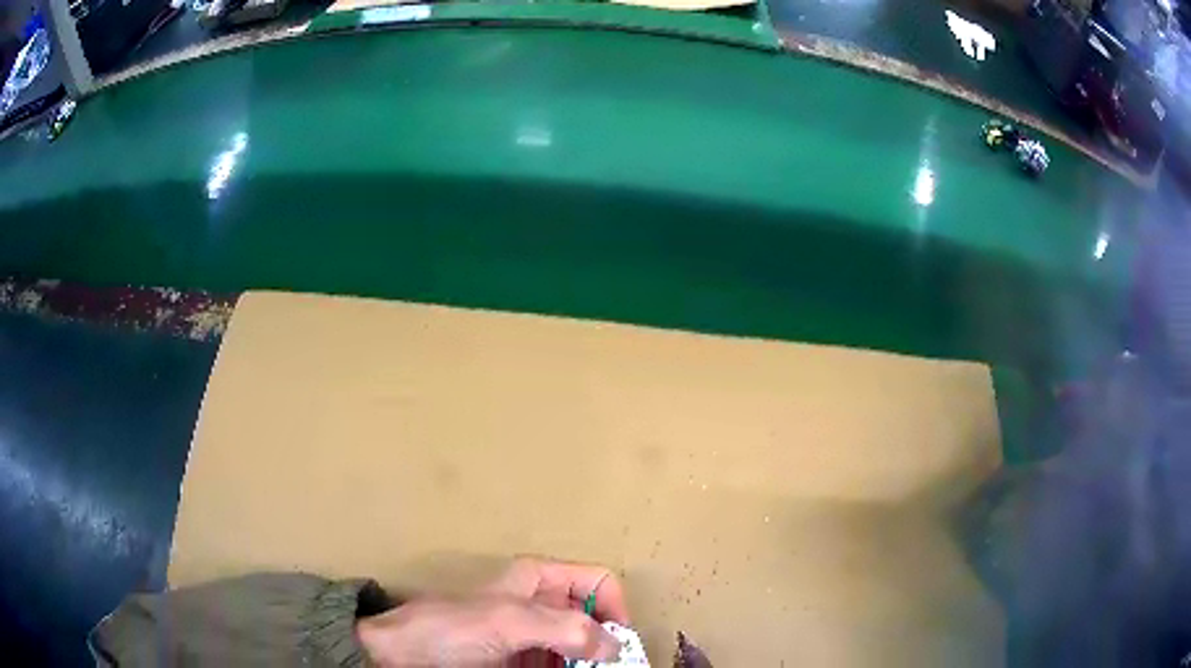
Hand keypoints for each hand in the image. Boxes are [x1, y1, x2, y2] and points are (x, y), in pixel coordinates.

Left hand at [357, 557, 629, 666]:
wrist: (403, 657)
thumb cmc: (451, 630)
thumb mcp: (508, 622)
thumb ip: (565, 628)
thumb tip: (616, 644)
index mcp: (539, 579)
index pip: (598, 582)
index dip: (616, 609)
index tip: (618, 647)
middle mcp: (541, 604)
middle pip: (594, 618)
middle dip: (607, 645)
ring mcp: (531, 636)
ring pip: (580, 646)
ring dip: (590, 663)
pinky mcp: (521, 660)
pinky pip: (559, 665)